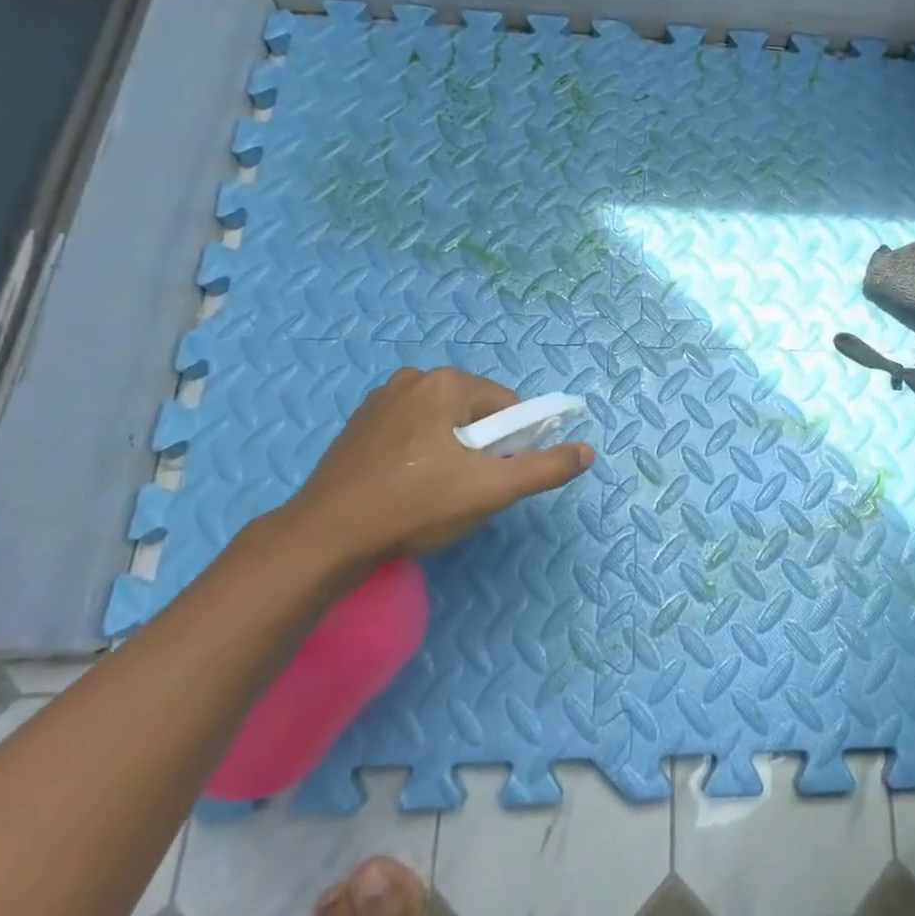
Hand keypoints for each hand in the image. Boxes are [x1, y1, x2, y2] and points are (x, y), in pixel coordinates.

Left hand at [278, 367, 593, 572]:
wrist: (326, 537)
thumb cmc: (416, 506)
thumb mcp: (492, 490)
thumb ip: (545, 468)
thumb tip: (588, 451)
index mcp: (446, 383)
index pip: (508, 407)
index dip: (513, 445)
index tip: (494, 479)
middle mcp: (413, 378)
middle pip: (475, 413)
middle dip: (481, 448)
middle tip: (465, 490)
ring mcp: (380, 400)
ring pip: (442, 423)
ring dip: (451, 452)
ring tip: (434, 494)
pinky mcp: (359, 425)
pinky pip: (411, 431)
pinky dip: (420, 454)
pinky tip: (406, 488)